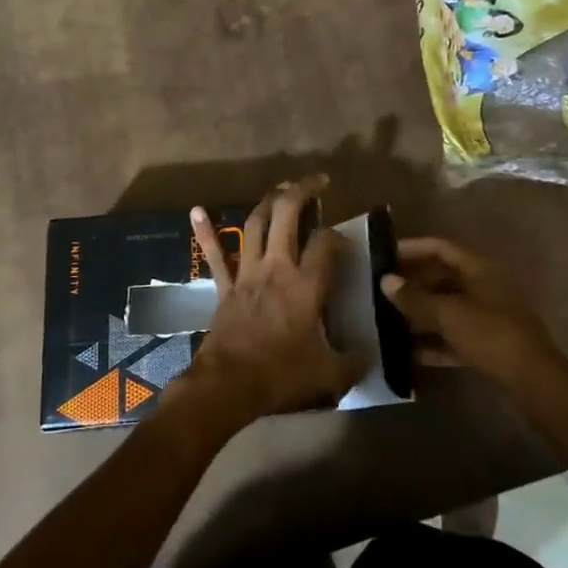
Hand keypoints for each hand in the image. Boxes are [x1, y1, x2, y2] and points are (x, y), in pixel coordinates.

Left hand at [177, 175, 358, 428]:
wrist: (228, 385)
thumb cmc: (281, 375)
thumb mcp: (329, 375)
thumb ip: (353, 362)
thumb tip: (370, 356)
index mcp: (307, 285)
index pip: (327, 243)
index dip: (339, 234)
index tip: (346, 239)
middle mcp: (277, 268)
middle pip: (287, 215)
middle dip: (303, 191)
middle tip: (317, 182)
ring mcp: (247, 273)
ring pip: (255, 225)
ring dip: (268, 203)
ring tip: (281, 188)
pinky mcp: (225, 287)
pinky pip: (214, 255)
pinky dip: (206, 232)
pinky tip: (196, 210)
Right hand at [379, 237, 563, 389]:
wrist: (533, 381)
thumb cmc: (490, 335)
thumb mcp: (448, 314)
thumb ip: (415, 298)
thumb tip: (386, 280)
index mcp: (480, 269)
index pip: (442, 248)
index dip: (413, 248)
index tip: (386, 255)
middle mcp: (485, 287)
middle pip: (443, 278)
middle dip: (413, 284)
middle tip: (383, 291)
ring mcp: (489, 317)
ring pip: (448, 309)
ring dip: (421, 314)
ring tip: (389, 321)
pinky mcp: (489, 345)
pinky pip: (455, 336)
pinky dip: (434, 341)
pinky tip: (409, 353)